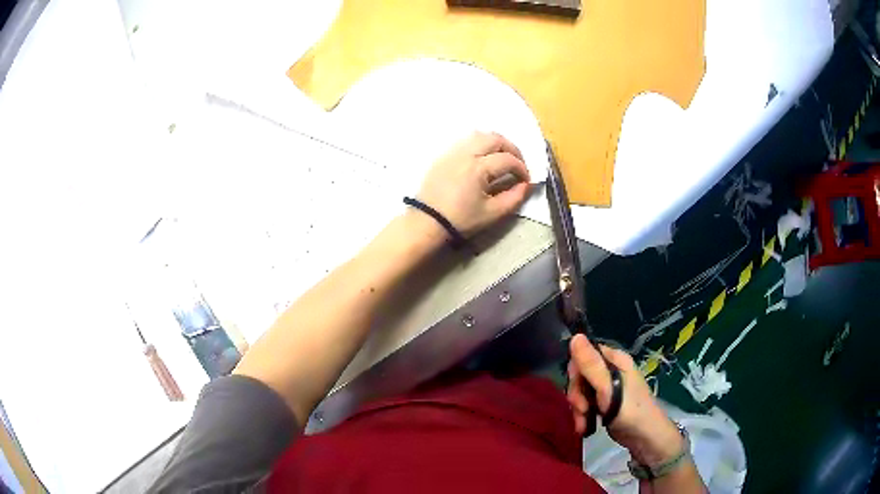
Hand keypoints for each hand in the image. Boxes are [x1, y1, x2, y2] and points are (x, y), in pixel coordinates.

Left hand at [415, 132, 530, 236]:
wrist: (427, 222)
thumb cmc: (460, 220)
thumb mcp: (492, 213)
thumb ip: (514, 198)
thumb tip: (526, 185)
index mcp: (478, 168)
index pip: (508, 159)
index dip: (522, 168)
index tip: (525, 180)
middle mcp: (465, 153)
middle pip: (494, 138)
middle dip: (511, 149)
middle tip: (517, 163)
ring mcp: (452, 152)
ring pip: (478, 135)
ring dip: (495, 143)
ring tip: (501, 158)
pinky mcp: (443, 156)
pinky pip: (465, 141)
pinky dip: (479, 144)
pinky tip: (482, 159)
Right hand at [567, 335, 684, 465]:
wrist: (644, 438)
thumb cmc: (630, 411)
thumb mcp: (608, 388)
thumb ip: (591, 365)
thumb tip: (575, 336)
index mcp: (614, 360)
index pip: (584, 354)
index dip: (576, 372)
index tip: (578, 389)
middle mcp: (610, 370)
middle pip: (580, 376)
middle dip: (577, 396)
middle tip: (582, 409)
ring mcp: (607, 388)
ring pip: (581, 392)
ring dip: (578, 409)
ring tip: (584, 424)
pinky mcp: (604, 404)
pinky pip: (585, 404)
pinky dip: (582, 416)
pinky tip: (584, 427)